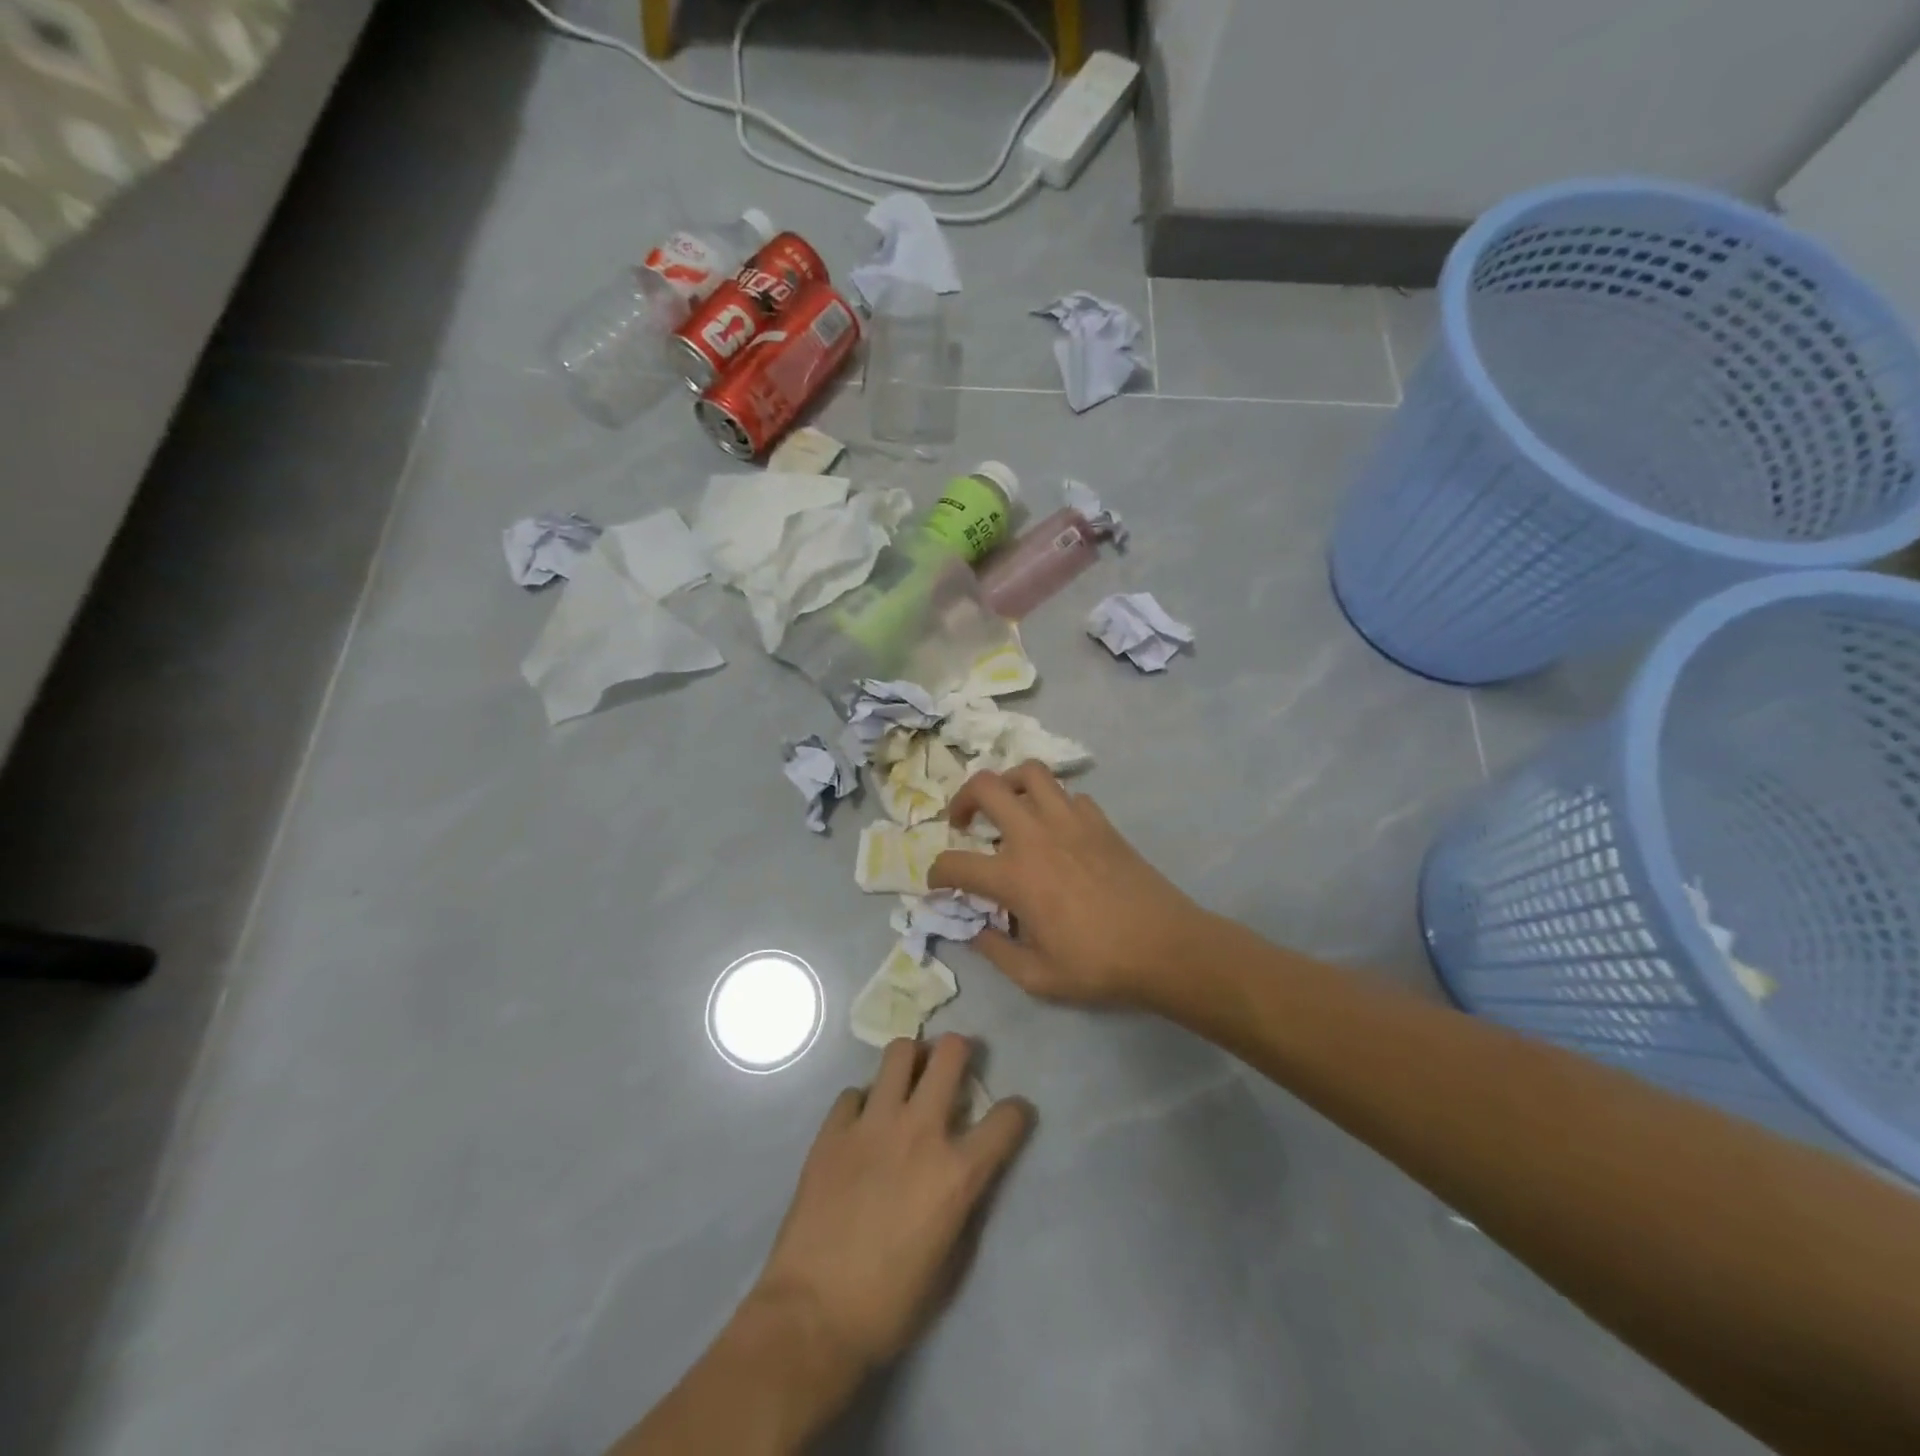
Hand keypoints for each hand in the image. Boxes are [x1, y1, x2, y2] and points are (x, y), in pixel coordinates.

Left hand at [751, 1035, 1032, 1373]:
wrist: (812, 1316)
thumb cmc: (890, 1304)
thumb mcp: (951, 1262)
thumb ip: (965, 1204)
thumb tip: (967, 1174)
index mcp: (957, 1172)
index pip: (1006, 1118)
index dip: (1016, 1112)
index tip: (1012, 1116)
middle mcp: (920, 1132)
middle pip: (949, 1053)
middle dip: (960, 1050)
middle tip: (955, 1064)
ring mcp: (872, 1124)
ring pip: (899, 1052)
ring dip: (912, 1060)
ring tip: (909, 1077)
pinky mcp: (833, 1129)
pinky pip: (854, 1093)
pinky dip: (864, 1103)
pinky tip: (862, 1125)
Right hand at [928, 763, 1203, 1004]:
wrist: (1165, 947)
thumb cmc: (1098, 966)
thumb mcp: (1037, 977)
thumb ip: (995, 951)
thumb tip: (974, 930)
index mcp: (1014, 877)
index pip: (954, 863)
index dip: (936, 874)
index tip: (938, 884)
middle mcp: (1035, 836)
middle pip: (985, 787)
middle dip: (962, 799)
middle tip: (963, 822)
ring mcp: (1070, 821)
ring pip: (1030, 772)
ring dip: (1008, 783)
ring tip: (1008, 808)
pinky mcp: (1100, 821)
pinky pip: (1068, 794)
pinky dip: (1054, 803)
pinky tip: (1057, 828)